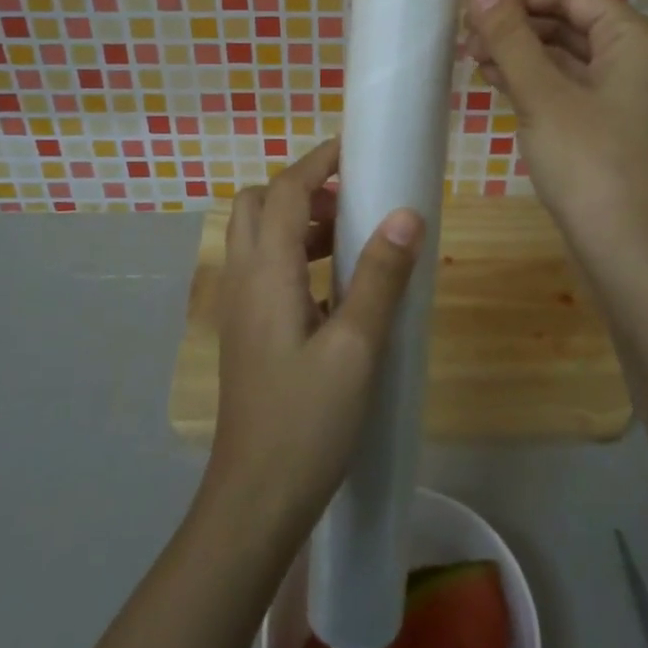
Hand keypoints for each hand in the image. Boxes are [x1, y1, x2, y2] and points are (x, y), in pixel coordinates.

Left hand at [205, 138, 423, 537]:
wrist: (255, 500)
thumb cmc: (307, 423)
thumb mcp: (356, 347)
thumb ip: (379, 277)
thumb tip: (406, 214)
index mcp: (266, 273)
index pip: (283, 191)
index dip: (316, 161)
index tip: (353, 147)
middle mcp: (244, 279)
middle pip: (257, 205)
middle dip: (300, 187)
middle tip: (349, 197)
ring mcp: (241, 308)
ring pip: (258, 237)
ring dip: (296, 221)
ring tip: (347, 234)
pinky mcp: (249, 332)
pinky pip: (265, 269)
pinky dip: (294, 255)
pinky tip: (334, 286)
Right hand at [463, 0, 647, 291]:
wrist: (632, 254)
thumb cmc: (591, 165)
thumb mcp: (544, 95)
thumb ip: (511, 37)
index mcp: (639, 41)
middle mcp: (643, 61)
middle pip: (573, 23)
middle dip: (519, 24)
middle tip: (466, 31)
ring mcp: (631, 97)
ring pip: (570, 57)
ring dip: (523, 53)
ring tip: (473, 55)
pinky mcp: (616, 126)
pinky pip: (573, 87)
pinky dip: (537, 81)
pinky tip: (498, 81)